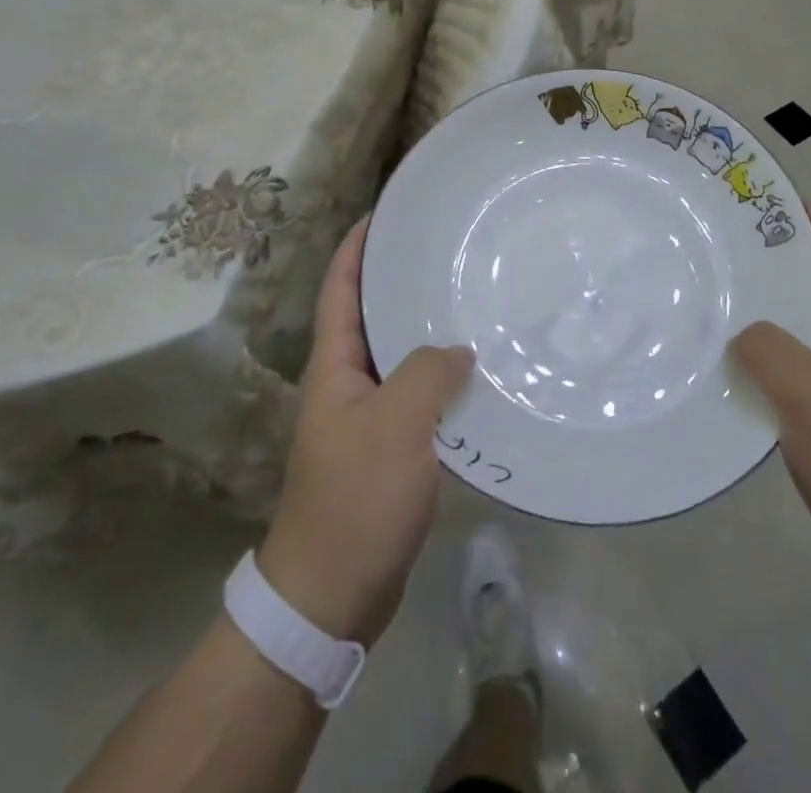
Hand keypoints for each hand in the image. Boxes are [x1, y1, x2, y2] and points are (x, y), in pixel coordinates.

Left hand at [258, 217, 474, 645]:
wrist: (332, 597)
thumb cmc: (355, 500)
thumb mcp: (393, 426)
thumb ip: (427, 374)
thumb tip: (458, 350)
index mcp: (333, 367)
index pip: (340, 289)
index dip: (356, 247)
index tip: (385, 212)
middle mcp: (347, 383)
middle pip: (371, 315)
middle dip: (401, 279)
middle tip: (447, 249)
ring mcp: (368, 417)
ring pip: (400, 355)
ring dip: (427, 328)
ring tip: (471, 297)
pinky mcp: (390, 448)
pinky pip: (418, 395)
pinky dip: (443, 376)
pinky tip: (478, 370)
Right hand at [730, 204, 810, 604]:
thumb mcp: (810, 391)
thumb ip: (768, 348)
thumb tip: (741, 334)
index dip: (808, 219)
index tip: (763, 197)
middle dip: (773, 260)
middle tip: (718, 242)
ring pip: (796, 330)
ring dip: (761, 311)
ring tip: (710, 294)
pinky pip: (787, 371)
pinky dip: (758, 359)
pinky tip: (722, 364)